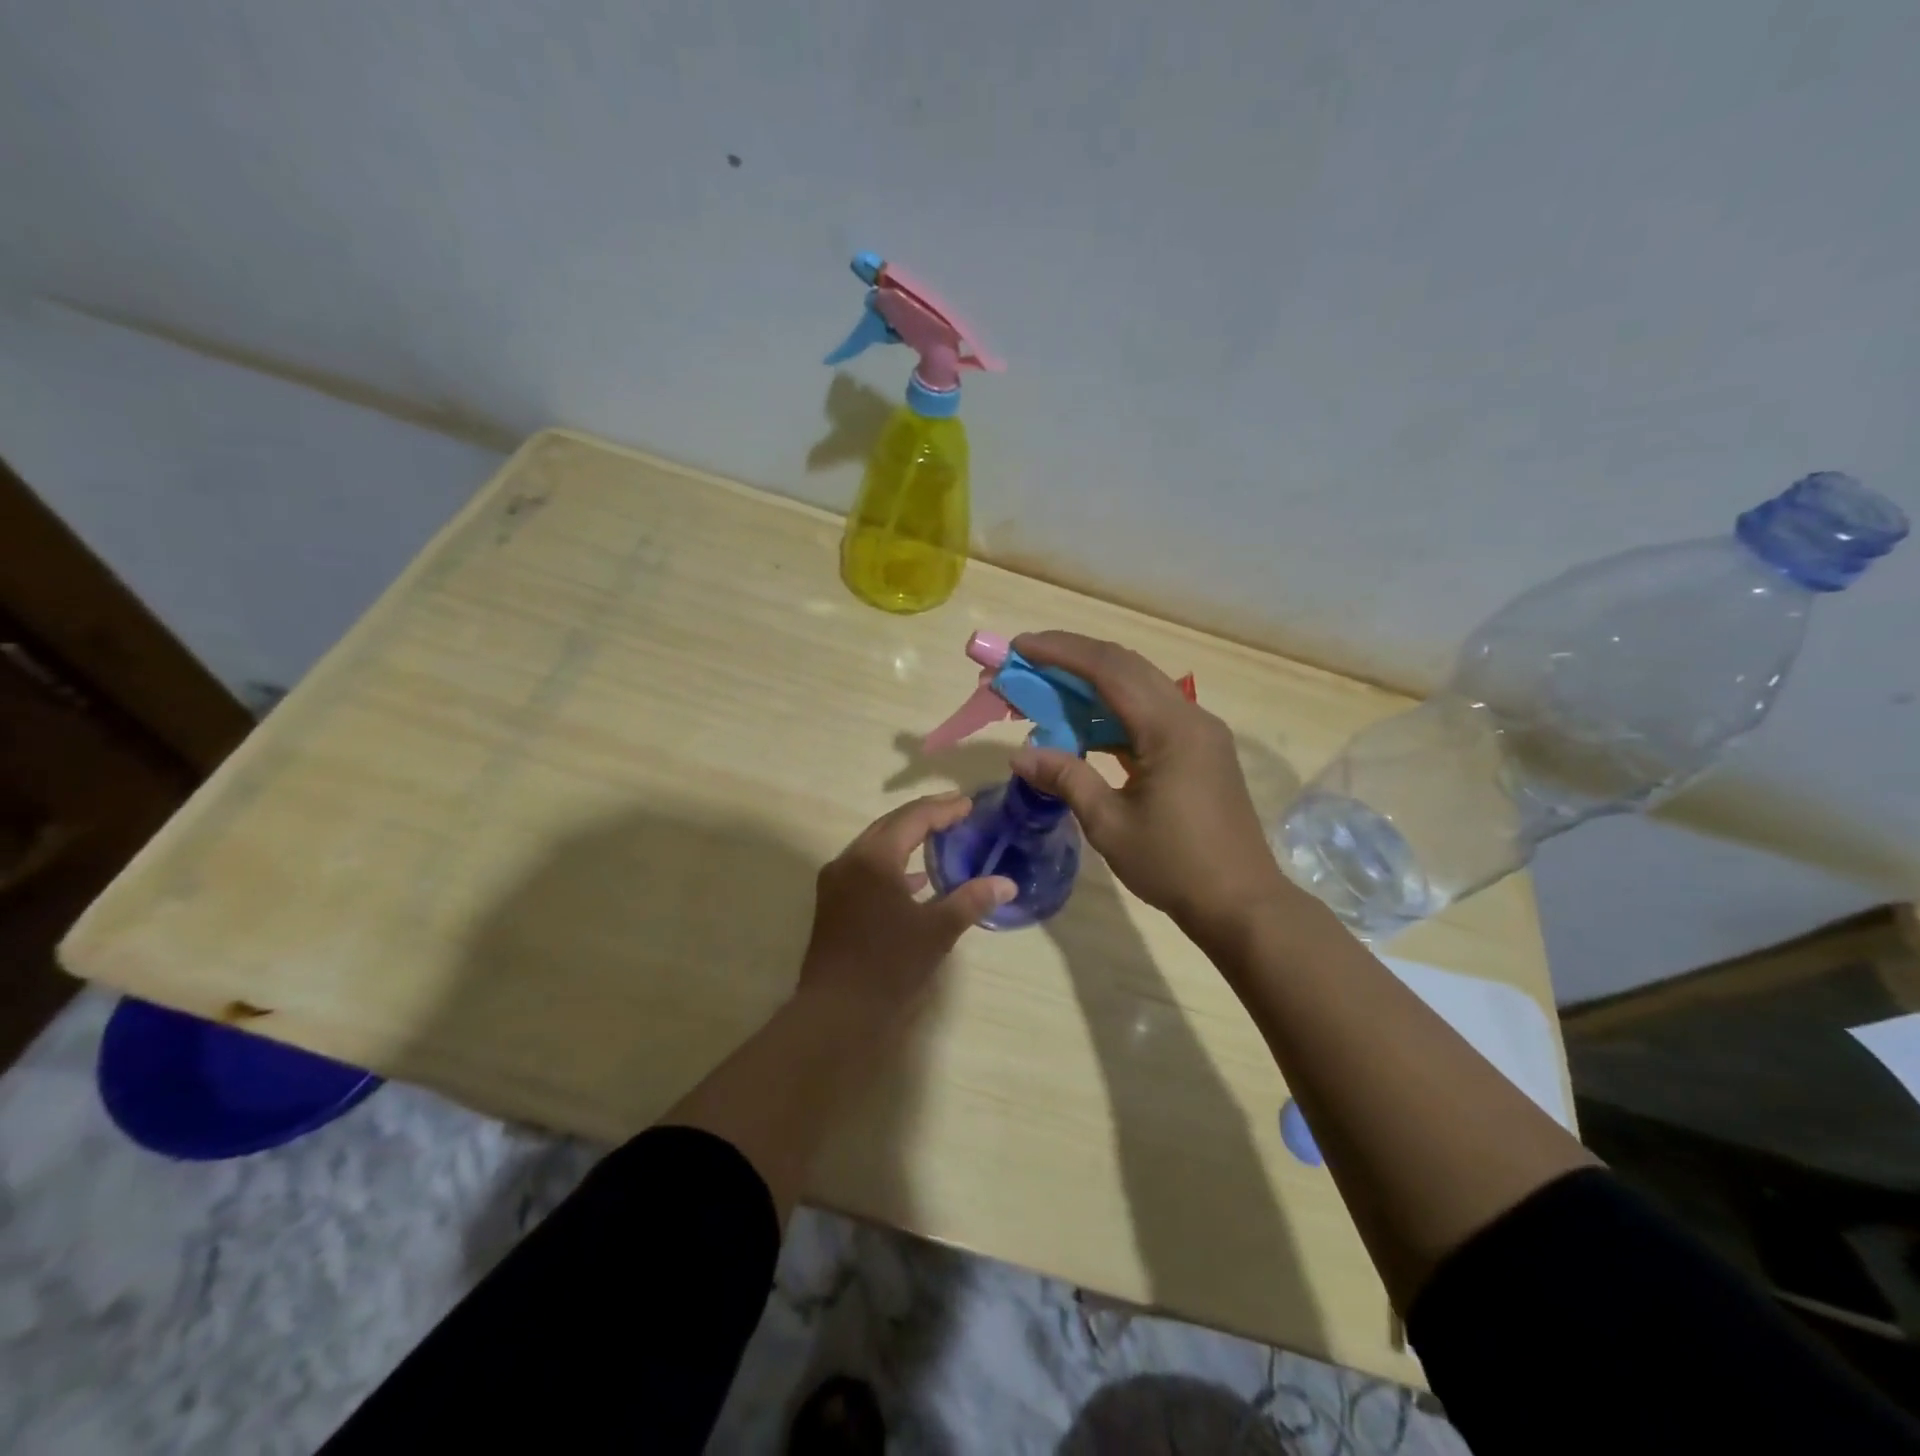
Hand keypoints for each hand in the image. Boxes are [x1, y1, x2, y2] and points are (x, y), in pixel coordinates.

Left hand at [797, 794, 1015, 1022]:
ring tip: (941, 837)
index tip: (970, 804)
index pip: (912, 819)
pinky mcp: (833, 903)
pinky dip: (893, 865)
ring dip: (907, 838)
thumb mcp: (937, 931)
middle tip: (956, 811)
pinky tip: (916, 880)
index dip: (943, 810)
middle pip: (890, 824)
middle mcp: (849, 860)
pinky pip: (867, 868)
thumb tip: (1007, 883)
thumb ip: (971, 900)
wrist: (836, 1012)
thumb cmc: (888, 965)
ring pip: (876, 845)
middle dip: (924, 816)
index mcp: (873, 858)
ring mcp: (836, 882)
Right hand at [1008, 631, 1298, 934]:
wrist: (1241, 903)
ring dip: (1091, 685)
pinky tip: (1083, 726)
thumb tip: (1019, 756)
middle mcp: (1189, 716)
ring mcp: (1198, 732)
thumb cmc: (1174, 865)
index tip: (1020, 647)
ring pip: (1138, 687)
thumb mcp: (1109, 824)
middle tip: (1026, 663)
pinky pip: (1149, 714)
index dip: (1061, 652)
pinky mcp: (1199, 749)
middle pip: (1125, 667)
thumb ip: (1066, 779)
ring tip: (1045, 691)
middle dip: (1072, 659)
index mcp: (1170, 728)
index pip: (1109, 669)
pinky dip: (1112, 712)